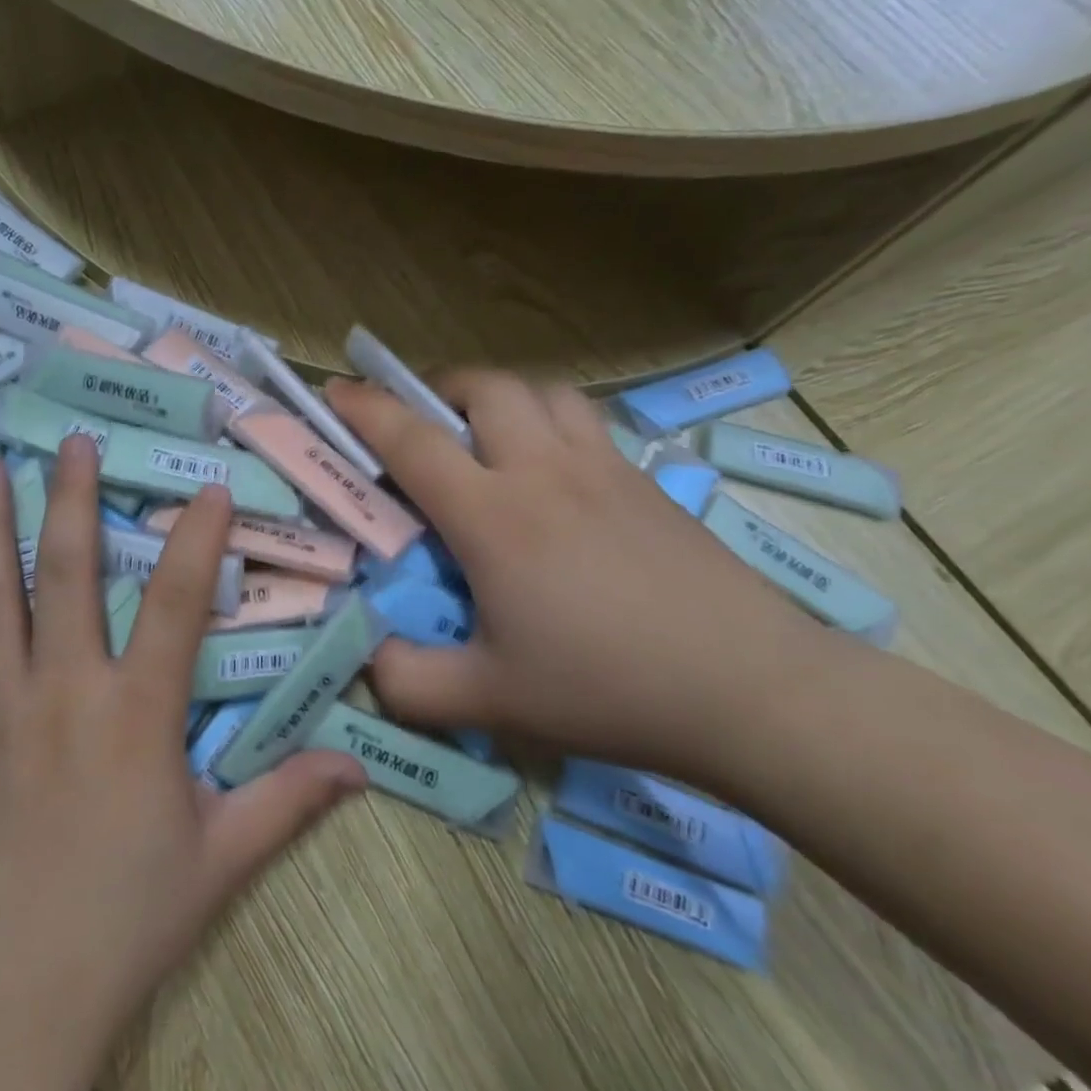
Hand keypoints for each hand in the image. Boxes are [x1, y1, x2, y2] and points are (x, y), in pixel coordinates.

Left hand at [0, 436, 364, 1076]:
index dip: (198, 539)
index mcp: (136, 713)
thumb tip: (358, 765)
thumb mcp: (221, 859)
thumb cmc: (125, 922)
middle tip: (68, 441)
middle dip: (71, 498)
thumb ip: (288, 801)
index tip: (207, 489)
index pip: (179, 603)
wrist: (12, 999)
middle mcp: (64, 690)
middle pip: (68, 573)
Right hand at [326, 373, 824, 778]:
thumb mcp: (490, 701)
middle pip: (484, 388)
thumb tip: (368, 656)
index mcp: (495, 518)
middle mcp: (545, 473)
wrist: (755, 693)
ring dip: (497, 397)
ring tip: (481, 435)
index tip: (335, 391)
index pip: (414, 440)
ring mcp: (604, 470)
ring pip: (541, 391)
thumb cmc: (610, 690)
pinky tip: (548, 471)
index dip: (365, 409)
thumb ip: (408, 681)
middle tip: (416, 424)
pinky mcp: (646, 482)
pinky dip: (547, 419)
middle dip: (435, 388)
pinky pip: (584, 421)